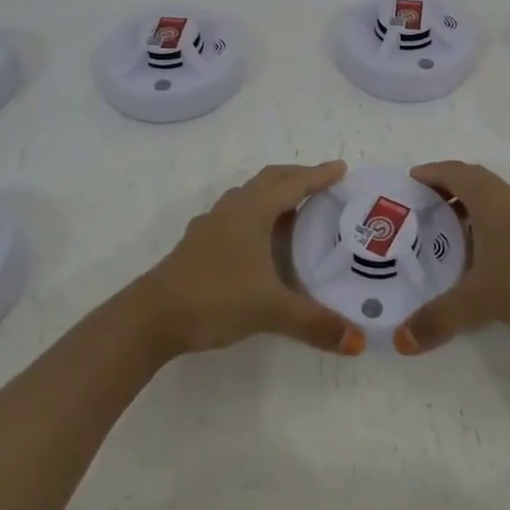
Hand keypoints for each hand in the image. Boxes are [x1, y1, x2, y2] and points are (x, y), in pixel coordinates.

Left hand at [138, 161, 364, 358]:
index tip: (342, 168)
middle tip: (323, 185)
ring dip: (274, 195)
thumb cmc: (215, 297)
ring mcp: (211, 225)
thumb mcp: (270, 310)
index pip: (293, 184)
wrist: (152, 317)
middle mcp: (232, 208)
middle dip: (297, 177)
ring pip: (249, 196)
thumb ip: (314, 323)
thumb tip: (357, 341)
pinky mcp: (198, 244)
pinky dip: (255, 216)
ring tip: (295, 211)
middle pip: (269, 180)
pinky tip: (258, 242)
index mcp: (252, 211)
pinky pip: (235, 215)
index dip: (319, 175)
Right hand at [395, 161, 509, 354]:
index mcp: (488, 198)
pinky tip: (482, 260)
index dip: (429, 173)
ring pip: (491, 202)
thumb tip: (401, 341)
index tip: (408, 183)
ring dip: (466, 211)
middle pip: (471, 182)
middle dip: (444, 191)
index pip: (452, 172)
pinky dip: (486, 229)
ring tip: (444, 238)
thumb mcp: (481, 299)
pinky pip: (506, 220)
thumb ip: (439, 318)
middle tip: (420, 212)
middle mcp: (508, 199)